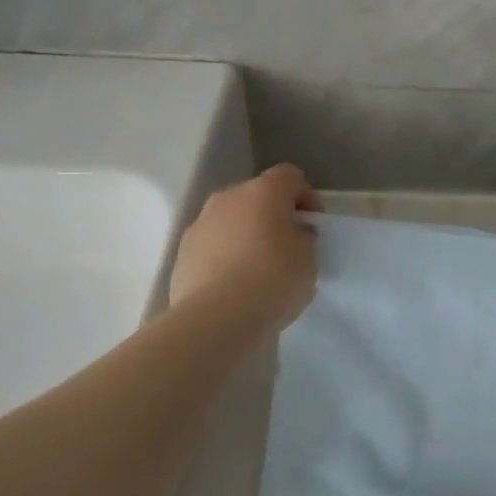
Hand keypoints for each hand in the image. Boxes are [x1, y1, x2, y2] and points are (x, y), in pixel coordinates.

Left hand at [170, 165, 321, 331]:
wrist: (215, 319)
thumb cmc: (272, 281)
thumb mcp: (309, 259)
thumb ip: (304, 238)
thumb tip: (292, 233)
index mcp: (263, 192)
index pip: (290, 176)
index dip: (306, 196)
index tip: (313, 226)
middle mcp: (228, 198)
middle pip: (257, 196)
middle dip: (273, 216)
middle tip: (287, 248)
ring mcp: (200, 224)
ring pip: (231, 220)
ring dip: (246, 236)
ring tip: (258, 271)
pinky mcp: (182, 253)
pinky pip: (212, 246)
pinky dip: (224, 257)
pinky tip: (234, 286)